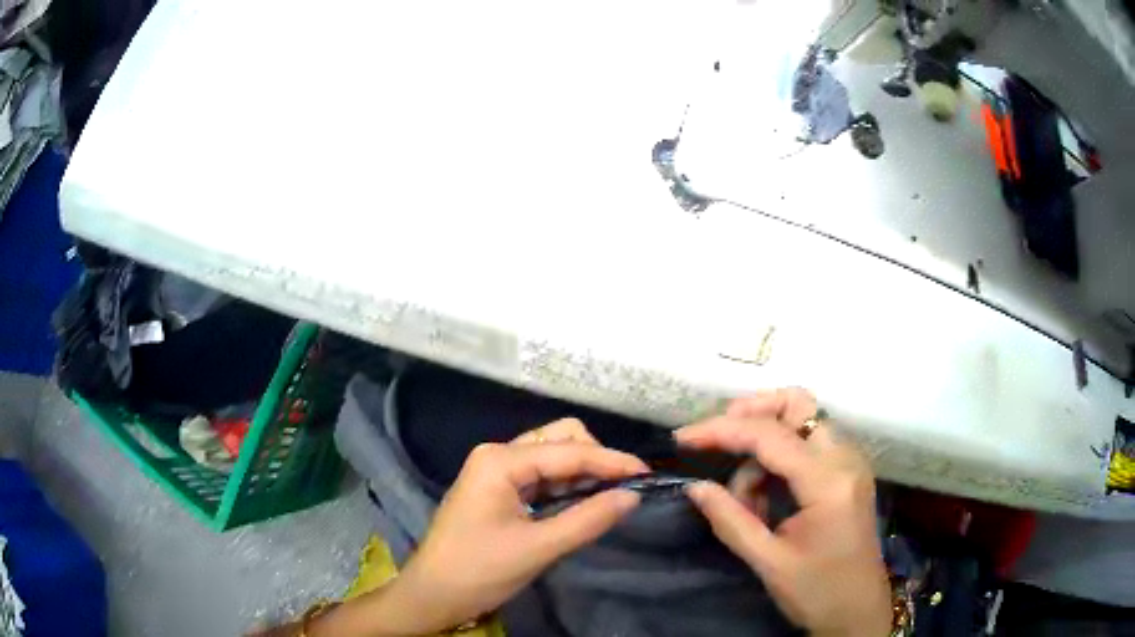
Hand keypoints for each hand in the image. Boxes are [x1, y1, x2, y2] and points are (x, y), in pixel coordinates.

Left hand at [346, 419, 646, 635]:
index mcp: (500, 460)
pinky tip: (584, 501)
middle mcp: (498, 455)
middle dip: (595, 459)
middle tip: (624, 489)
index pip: (569, 450)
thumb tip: (633, 496)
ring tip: (612, 495)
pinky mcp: (498, 489)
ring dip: (583, 472)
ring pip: (552, 457)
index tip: (647, 476)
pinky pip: (541, 476)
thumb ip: (588, 520)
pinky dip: (567, 485)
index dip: (611, 461)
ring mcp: (496, 471)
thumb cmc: (479, 571)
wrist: (432, 594)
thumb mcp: (538, 548)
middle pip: (560, 439)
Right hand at [676, 389, 891, 636]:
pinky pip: (810, 444)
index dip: (722, 430)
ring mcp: (851, 462)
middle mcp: (845, 459)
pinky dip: (780, 457)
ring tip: (745, 498)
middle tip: (717, 440)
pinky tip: (765, 496)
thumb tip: (695, 486)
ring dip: (765, 443)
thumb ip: (730, 520)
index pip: (770, 435)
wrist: (858, 612)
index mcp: (828, 483)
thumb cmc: (817, 593)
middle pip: (798, 404)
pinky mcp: (848, 472)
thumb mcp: (768, 562)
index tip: (683, 438)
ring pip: (803, 420)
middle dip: (752, 413)